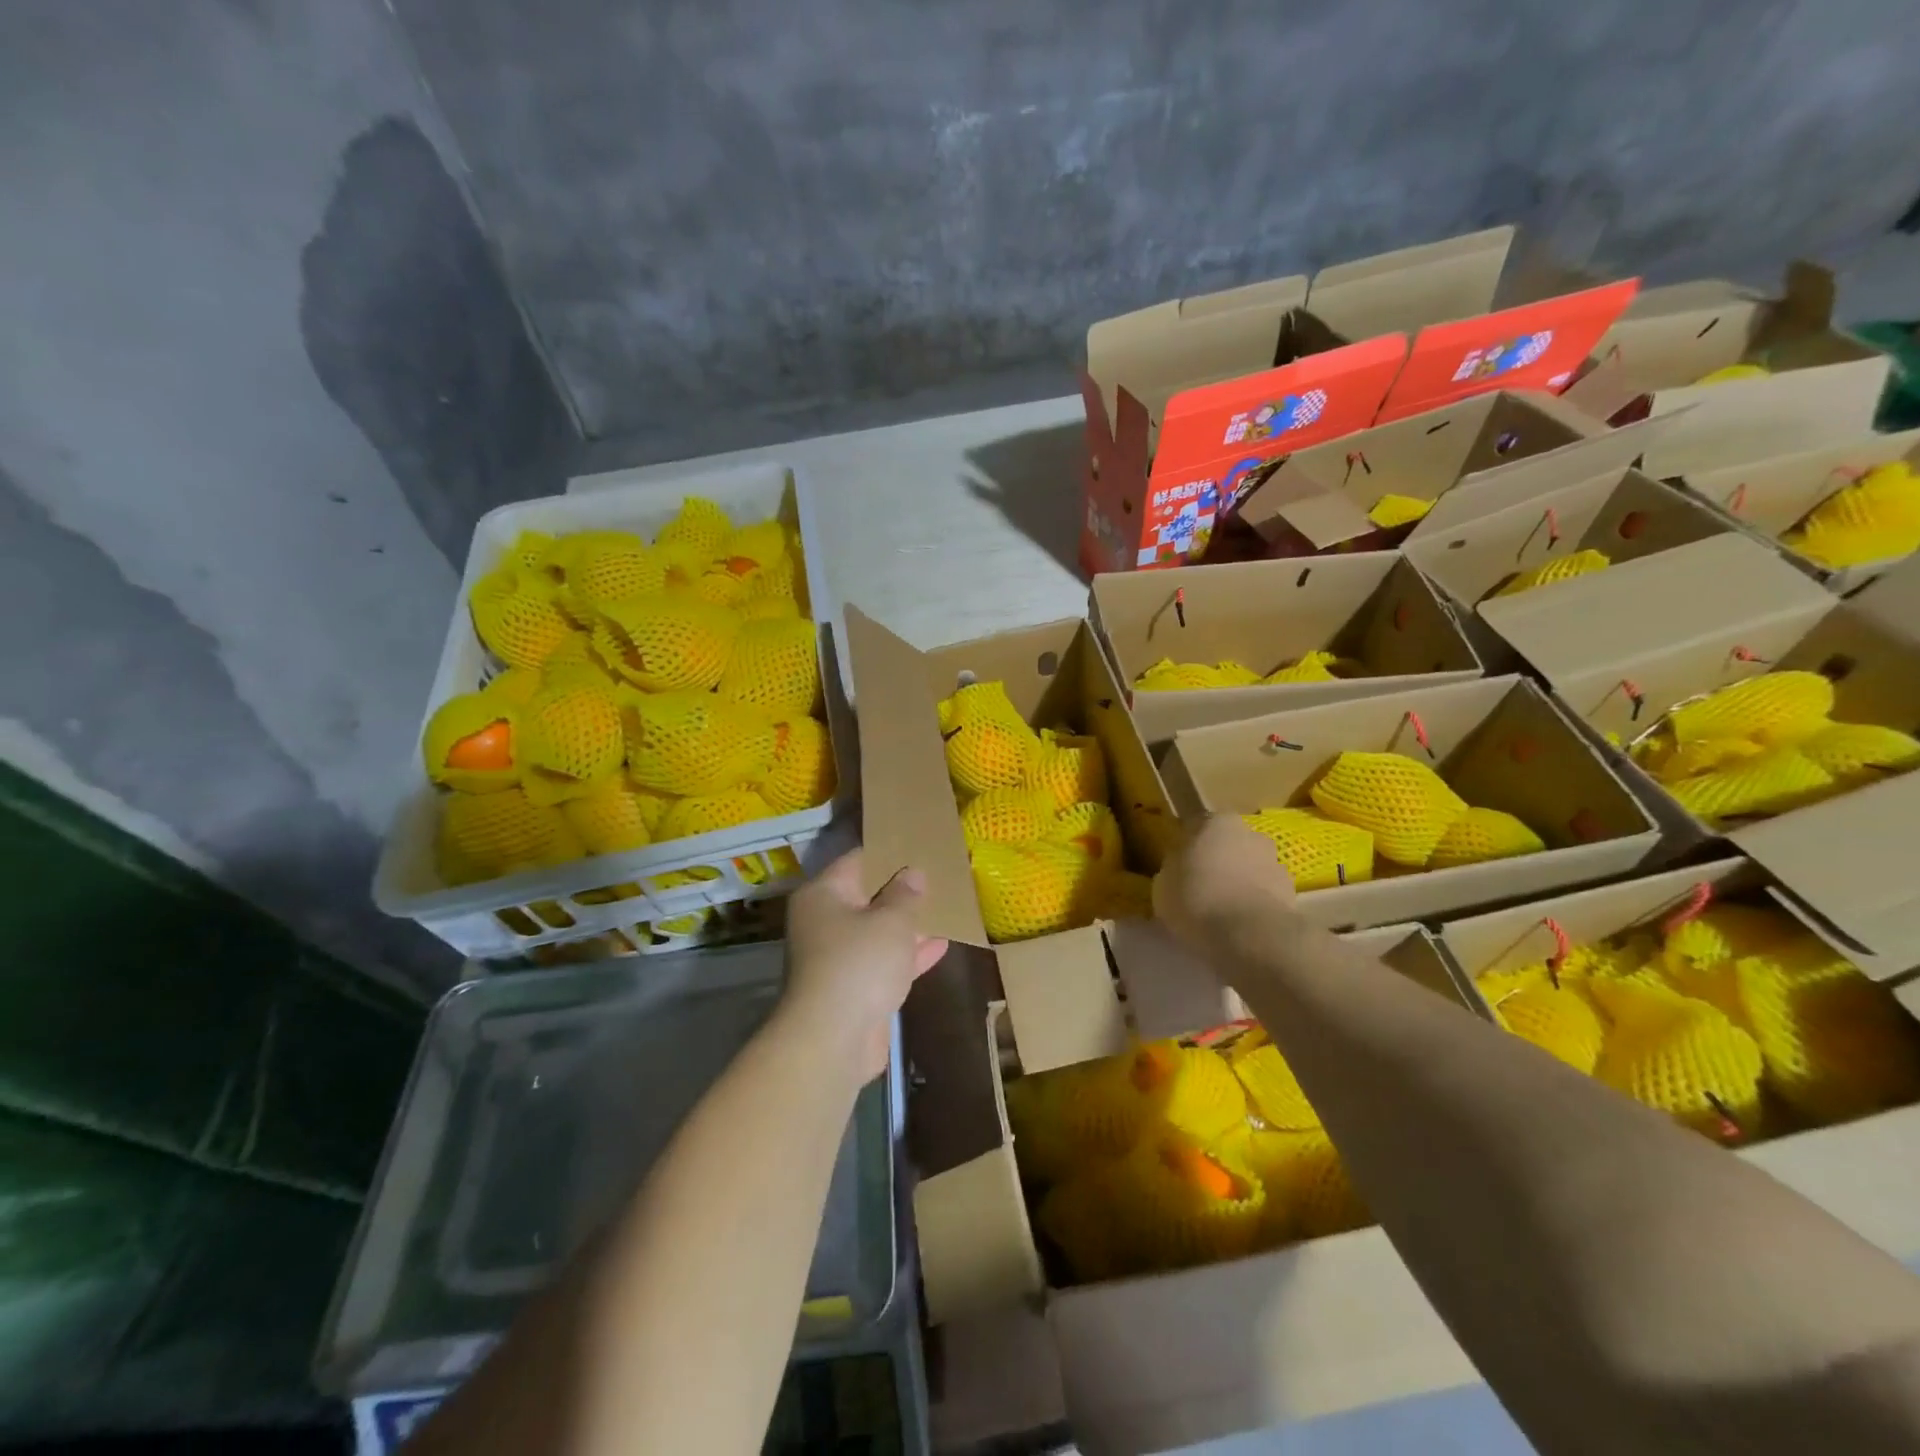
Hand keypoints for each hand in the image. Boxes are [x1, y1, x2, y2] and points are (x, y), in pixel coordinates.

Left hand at [781, 849, 949, 1082]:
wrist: (833, 1039)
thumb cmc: (859, 963)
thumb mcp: (890, 921)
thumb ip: (905, 894)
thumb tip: (912, 873)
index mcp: (823, 894)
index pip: (857, 860)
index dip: (889, 852)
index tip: (919, 846)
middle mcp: (824, 921)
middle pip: (867, 896)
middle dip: (901, 890)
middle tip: (937, 875)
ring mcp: (838, 957)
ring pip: (877, 931)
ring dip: (907, 924)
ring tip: (946, 905)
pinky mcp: (854, 988)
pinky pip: (884, 961)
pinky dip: (908, 954)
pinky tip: (942, 944)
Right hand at [1153, 814, 1294, 946]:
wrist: (1250, 936)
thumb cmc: (1196, 899)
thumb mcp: (1163, 884)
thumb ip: (1173, 869)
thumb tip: (1179, 870)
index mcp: (1216, 823)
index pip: (1197, 827)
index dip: (1187, 849)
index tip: (1179, 869)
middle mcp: (1250, 833)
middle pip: (1229, 846)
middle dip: (1219, 862)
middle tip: (1201, 888)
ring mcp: (1275, 862)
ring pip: (1250, 869)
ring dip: (1240, 883)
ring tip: (1223, 912)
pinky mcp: (1292, 893)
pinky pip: (1265, 895)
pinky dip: (1255, 904)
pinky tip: (1241, 925)